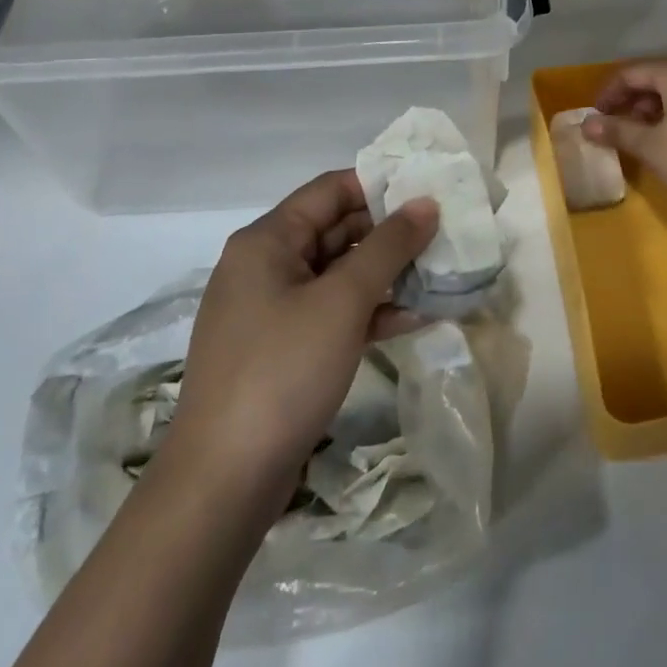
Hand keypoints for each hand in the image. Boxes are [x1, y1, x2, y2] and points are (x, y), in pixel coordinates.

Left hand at [155, 170, 438, 502]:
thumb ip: (388, 247)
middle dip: (388, 232)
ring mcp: (271, 311)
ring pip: (337, 274)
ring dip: (385, 274)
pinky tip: (414, 318)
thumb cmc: (282, 371)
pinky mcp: (281, 350)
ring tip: (439, 273)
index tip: (427, 190)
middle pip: (334, 230)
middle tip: (442, 233)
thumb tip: (425, 204)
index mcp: (266, 241)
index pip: (329, 190)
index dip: (379, 185)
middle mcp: (265, 266)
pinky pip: (331, 313)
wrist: (223, 482)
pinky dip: (368, 311)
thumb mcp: (342, 302)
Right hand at [584, 58, 666, 225]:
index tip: (596, 120)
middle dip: (634, 103)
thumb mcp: (653, 148)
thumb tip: (587, 124)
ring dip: (658, 110)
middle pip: (659, 78)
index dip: (608, 95)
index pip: (632, 73)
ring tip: (647, 139)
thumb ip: (617, 131)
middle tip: (619, 131)